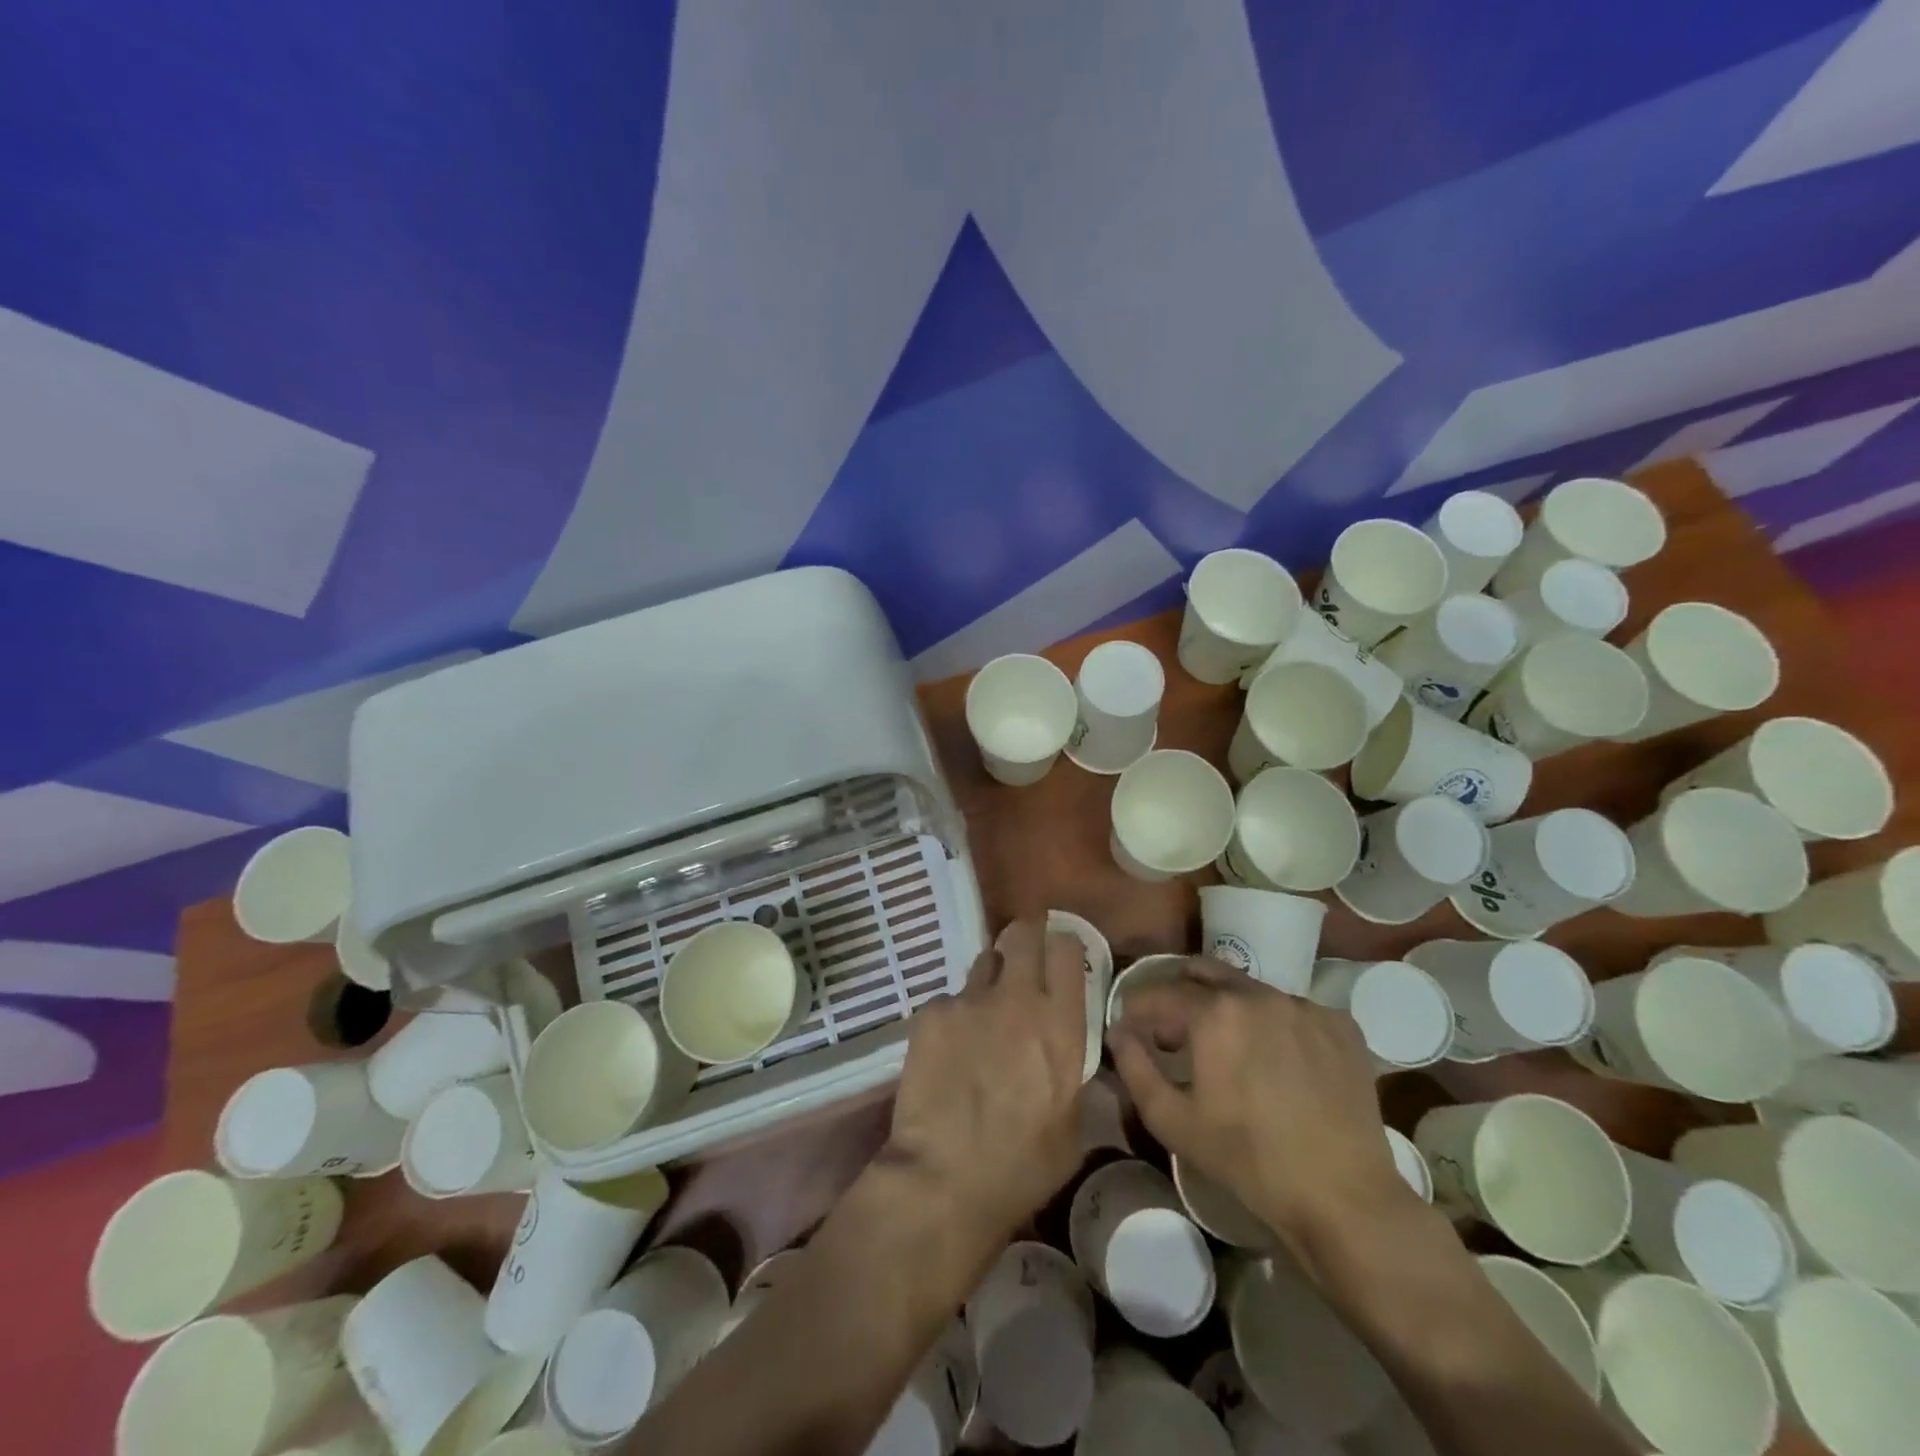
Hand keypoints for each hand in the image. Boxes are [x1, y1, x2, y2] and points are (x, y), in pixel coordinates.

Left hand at [881, 920, 1086, 1242]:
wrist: (944, 1179)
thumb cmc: (1021, 1166)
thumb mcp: (1073, 1127)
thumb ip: (1073, 1076)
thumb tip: (1070, 1056)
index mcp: (1060, 1025)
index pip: (1065, 949)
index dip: (1062, 945)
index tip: (1058, 955)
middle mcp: (1017, 999)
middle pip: (1023, 934)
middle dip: (1025, 936)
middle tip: (1023, 954)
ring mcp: (970, 1001)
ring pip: (984, 962)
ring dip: (990, 978)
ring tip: (984, 1012)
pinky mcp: (931, 1012)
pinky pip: (949, 999)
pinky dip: (953, 1015)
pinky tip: (948, 1051)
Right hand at [1108, 959, 1406, 1250]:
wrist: (1344, 1199)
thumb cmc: (1248, 1161)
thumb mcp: (1173, 1121)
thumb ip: (1135, 1067)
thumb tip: (1119, 1031)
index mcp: (1214, 1012)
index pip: (1159, 992)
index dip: (1137, 1007)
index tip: (1131, 1027)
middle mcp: (1258, 993)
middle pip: (1204, 972)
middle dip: (1180, 992)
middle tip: (1174, 1029)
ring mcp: (1304, 1005)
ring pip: (1250, 989)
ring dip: (1228, 1008)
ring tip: (1229, 1049)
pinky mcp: (1340, 1024)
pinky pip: (1293, 1010)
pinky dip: (1274, 1025)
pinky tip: (1279, 1063)